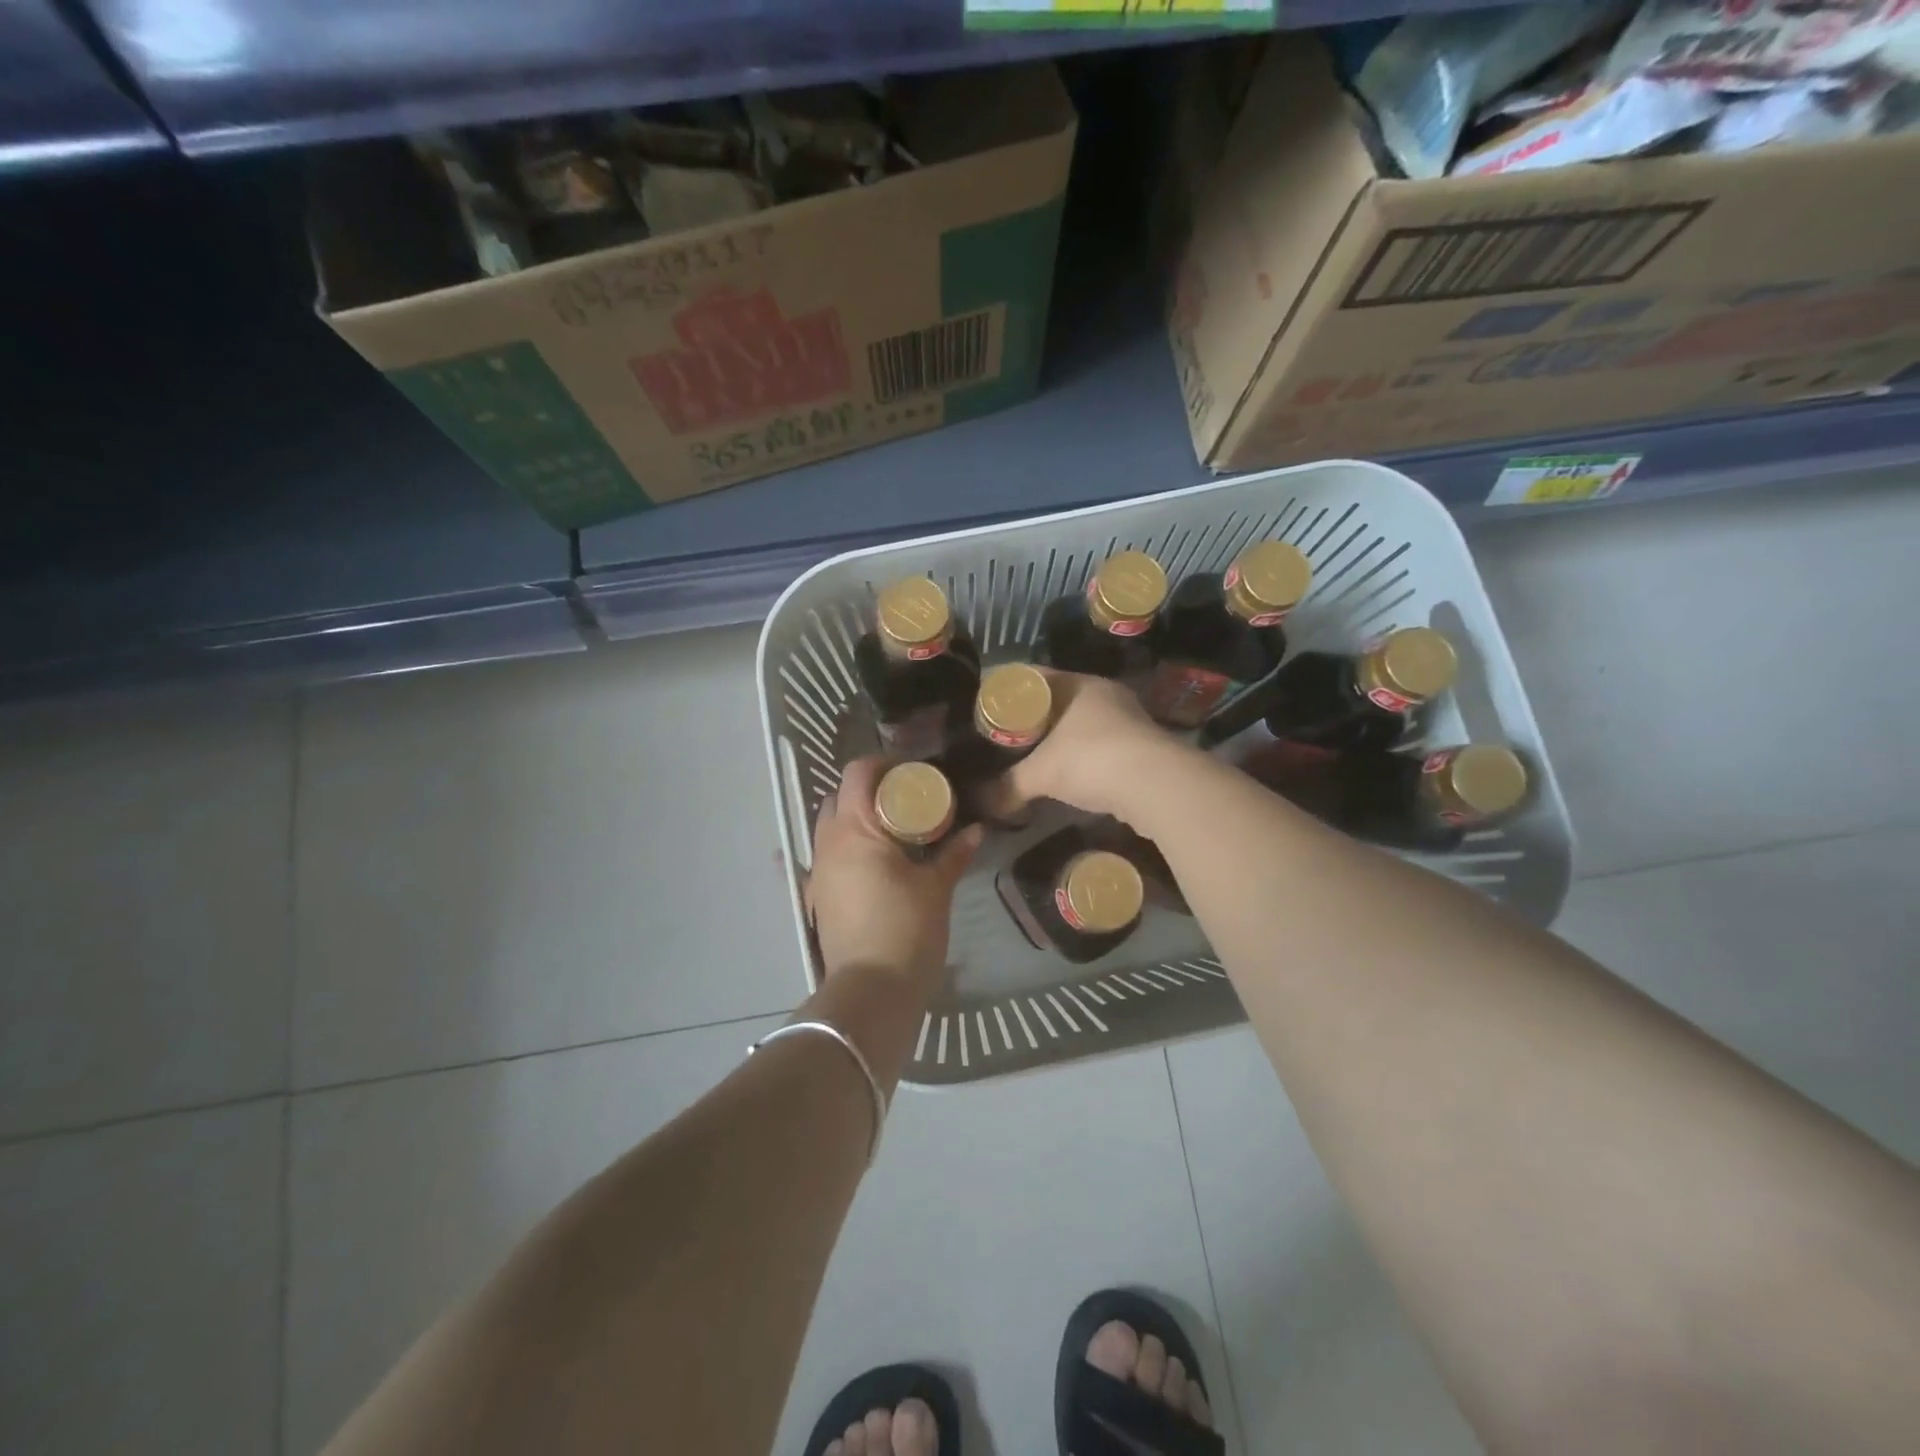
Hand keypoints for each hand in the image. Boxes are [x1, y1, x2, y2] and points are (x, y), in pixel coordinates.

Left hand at [806, 757, 982, 984]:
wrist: (872, 991)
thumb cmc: (907, 930)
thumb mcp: (936, 888)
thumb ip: (954, 854)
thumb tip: (976, 830)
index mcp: (855, 829)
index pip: (858, 773)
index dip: (883, 764)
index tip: (912, 772)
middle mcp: (828, 843)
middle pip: (839, 797)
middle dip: (869, 792)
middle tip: (905, 801)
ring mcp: (817, 871)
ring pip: (830, 827)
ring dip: (857, 820)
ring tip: (894, 832)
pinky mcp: (817, 897)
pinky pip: (829, 858)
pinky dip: (849, 850)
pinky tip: (876, 865)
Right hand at [987, 671, 1195, 825]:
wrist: (1157, 786)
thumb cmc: (1091, 760)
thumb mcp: (1040, 774)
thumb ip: (1007, 787)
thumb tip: (977, 804)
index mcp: (1077, 684)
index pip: (1033, 678)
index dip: (1007, 692)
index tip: (986, 711)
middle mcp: (1103, 694)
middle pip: (1057, 701)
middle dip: (1032, 720)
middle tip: (1004, 739)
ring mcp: (1127, 719)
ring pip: (1081, 724)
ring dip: (1059, 740)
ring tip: (1031, 759)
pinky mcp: (1141, 746)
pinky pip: (1100, 745)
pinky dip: (1081, 758)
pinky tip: (1068, 776)